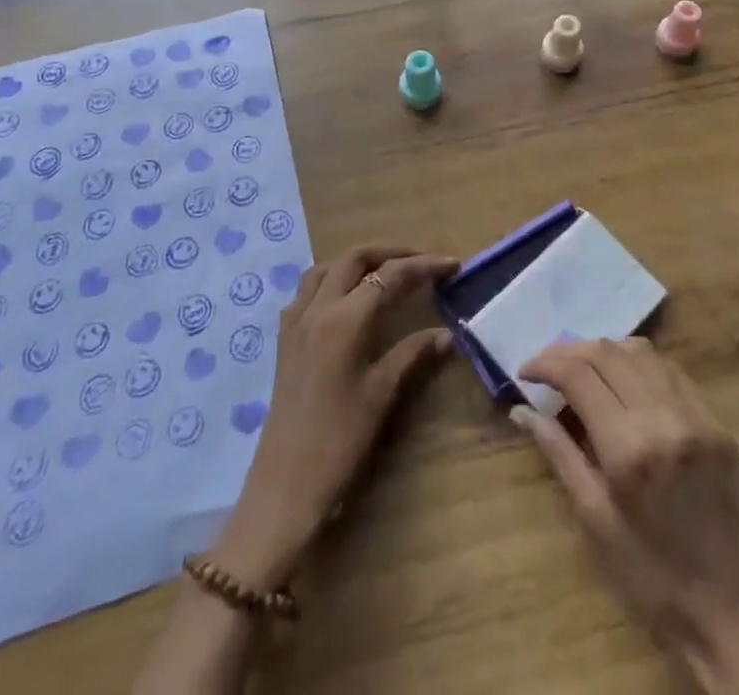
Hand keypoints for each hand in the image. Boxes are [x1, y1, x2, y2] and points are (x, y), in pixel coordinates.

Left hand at [211, 245, 457, 591]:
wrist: (285, 486)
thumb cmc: (339, 441)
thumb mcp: (382, 394)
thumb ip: (413, 354)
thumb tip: (448, 334)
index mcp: (344, 320)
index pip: (390, 276)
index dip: (424, 266)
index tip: (453, 265)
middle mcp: (317, 309)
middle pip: (355, 259)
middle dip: (391, 253)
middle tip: (422, 263)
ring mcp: (296, 322)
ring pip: (326, 268)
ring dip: (358, 262)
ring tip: (385, 273)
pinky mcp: (285, 339)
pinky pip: (307, 290)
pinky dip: (331, 280)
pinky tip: (346, 300)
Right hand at [515, 338, 738, 694]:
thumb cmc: (657, 582)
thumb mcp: (597, 523)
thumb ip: (560, 455)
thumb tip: (522, 411)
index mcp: (628, 448)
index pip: (578, 374)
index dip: (545, 363)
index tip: (525, 373)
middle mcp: (663, 418)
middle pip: (607, 352)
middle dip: (569, 351)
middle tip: (547, 367)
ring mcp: (695, 415)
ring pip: (640, 352)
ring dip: (604, 351)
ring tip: (582, 369)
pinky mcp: (716, 422)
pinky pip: (670, 371)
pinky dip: (639, 363)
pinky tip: (624, 380)